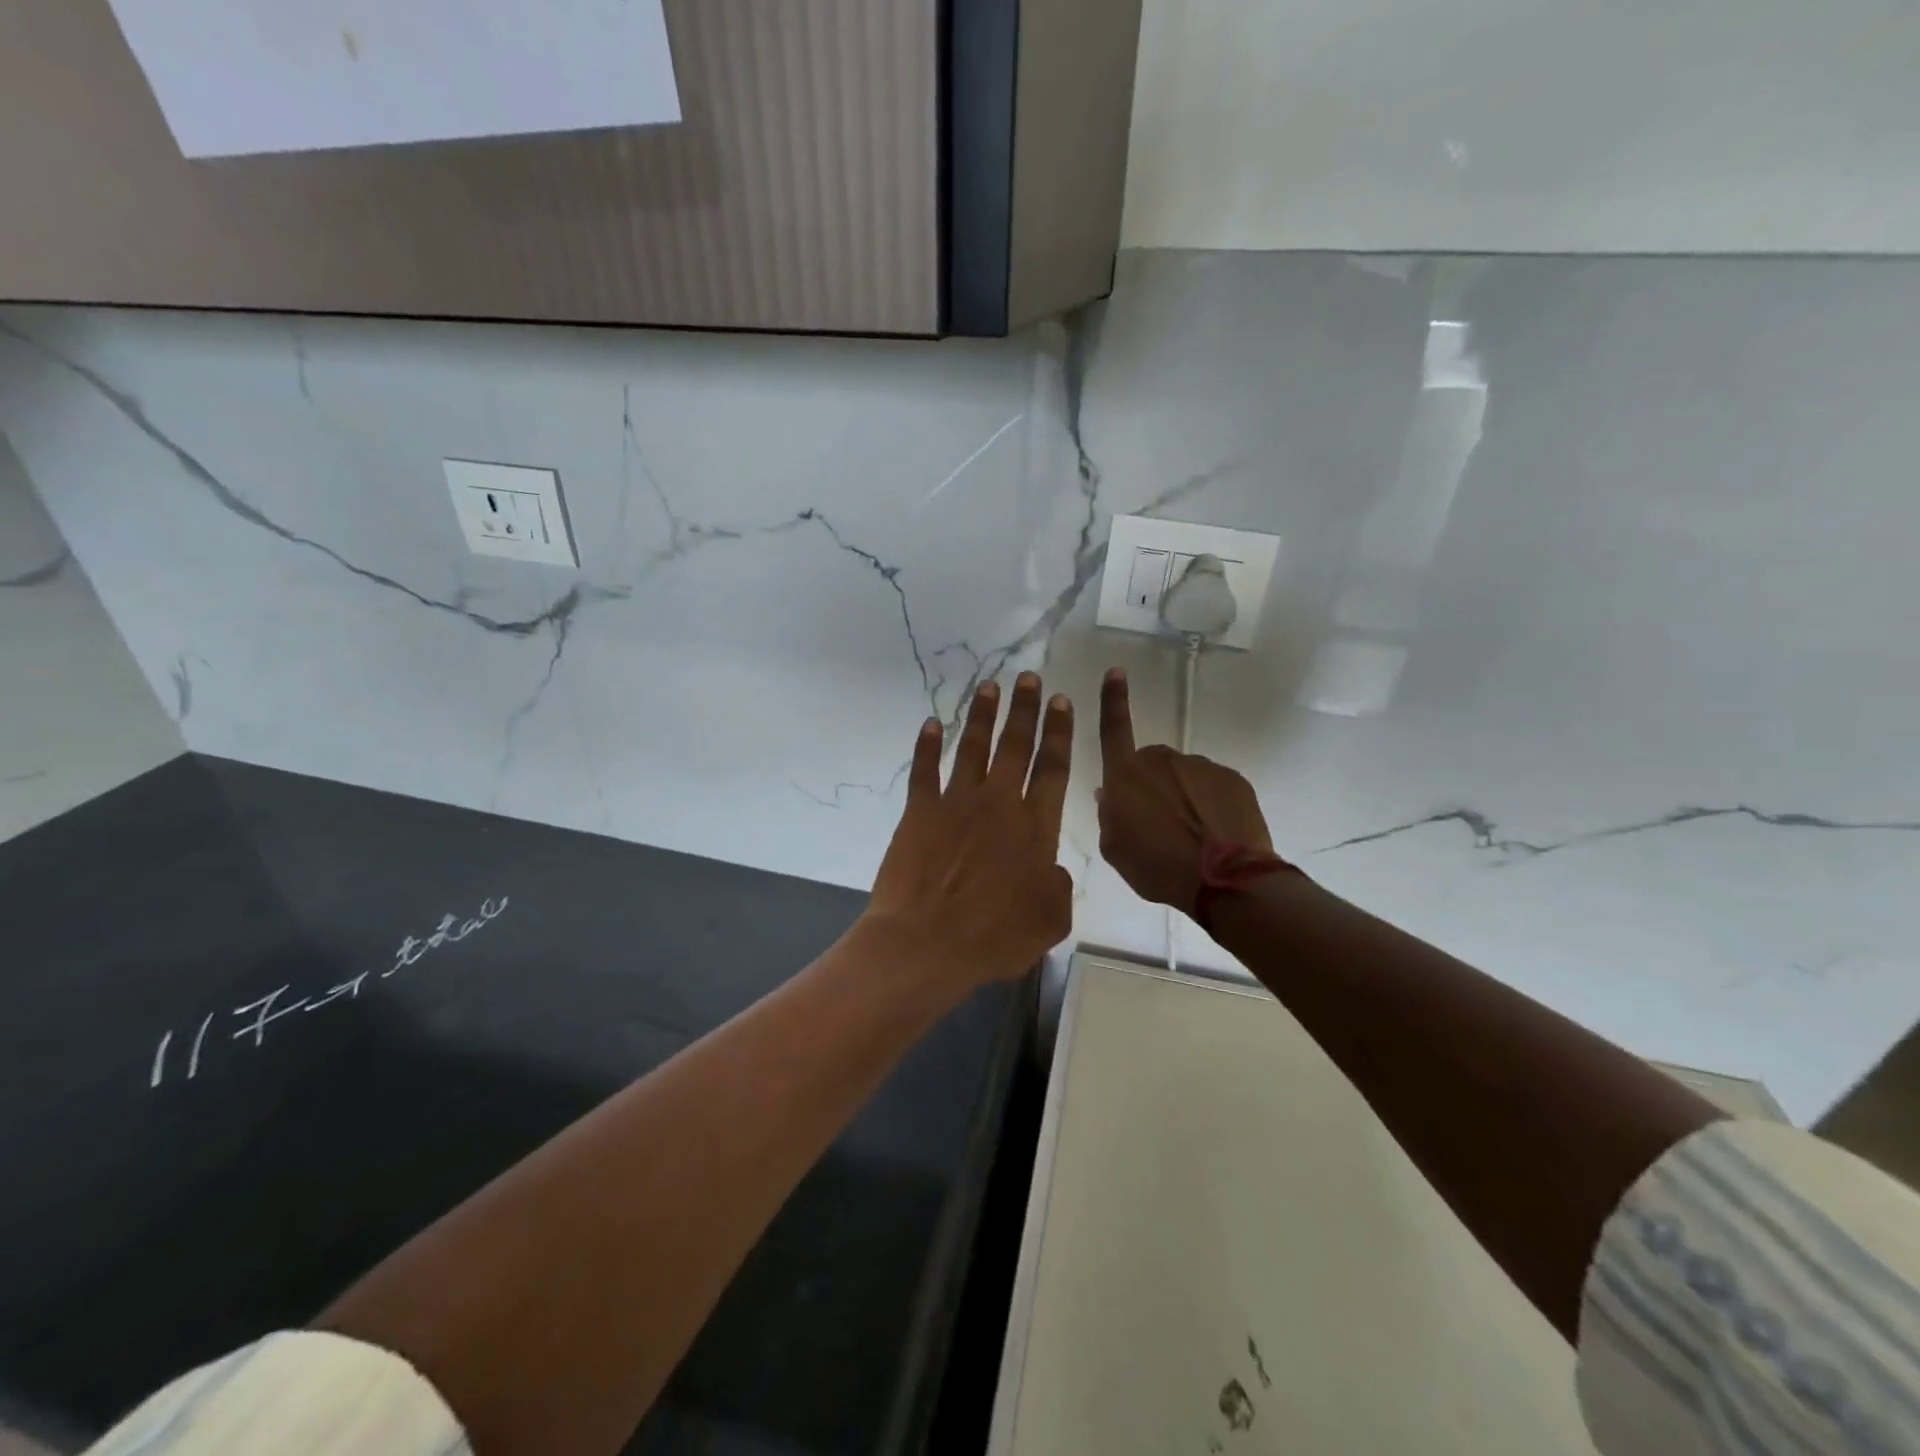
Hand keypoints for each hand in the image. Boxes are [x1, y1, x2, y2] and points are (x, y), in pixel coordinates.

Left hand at [866, 673, 1075, 988]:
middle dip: (1024, 710)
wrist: (927, 942)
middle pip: (1015, 746)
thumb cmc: (994, 936)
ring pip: (973, 748)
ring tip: (990, 686)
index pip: (1053, 768)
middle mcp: (998, 803)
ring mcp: (956, 803)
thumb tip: (1050, 868)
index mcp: (1035, 827)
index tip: (1061, 701)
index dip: (1059, 733)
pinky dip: (927, 745)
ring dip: (983, 716)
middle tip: (1029, 678)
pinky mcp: (919, 812)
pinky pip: (924, 770)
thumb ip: (1057, 886)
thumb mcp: (1050, 920)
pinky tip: (931, 723)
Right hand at [1096, 668, 1272, 916]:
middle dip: (1152, 785)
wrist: (1225, 880)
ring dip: (1183, 797)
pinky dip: (1210, 805)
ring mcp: (1200, 767)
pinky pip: (1213, 788)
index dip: (1112, 700)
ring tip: (1191, 836)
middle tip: (1158, 824)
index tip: (1116, 671)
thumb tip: (1109, 794)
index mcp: (1126, 776)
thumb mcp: (1115, 850)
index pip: (1114, 729)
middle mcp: (1162, 762)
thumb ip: (1109, 816)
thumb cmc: (1156, 867)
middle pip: (1151, 765)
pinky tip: (1214, 834)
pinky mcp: (1232, 779)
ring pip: (1184, 777)